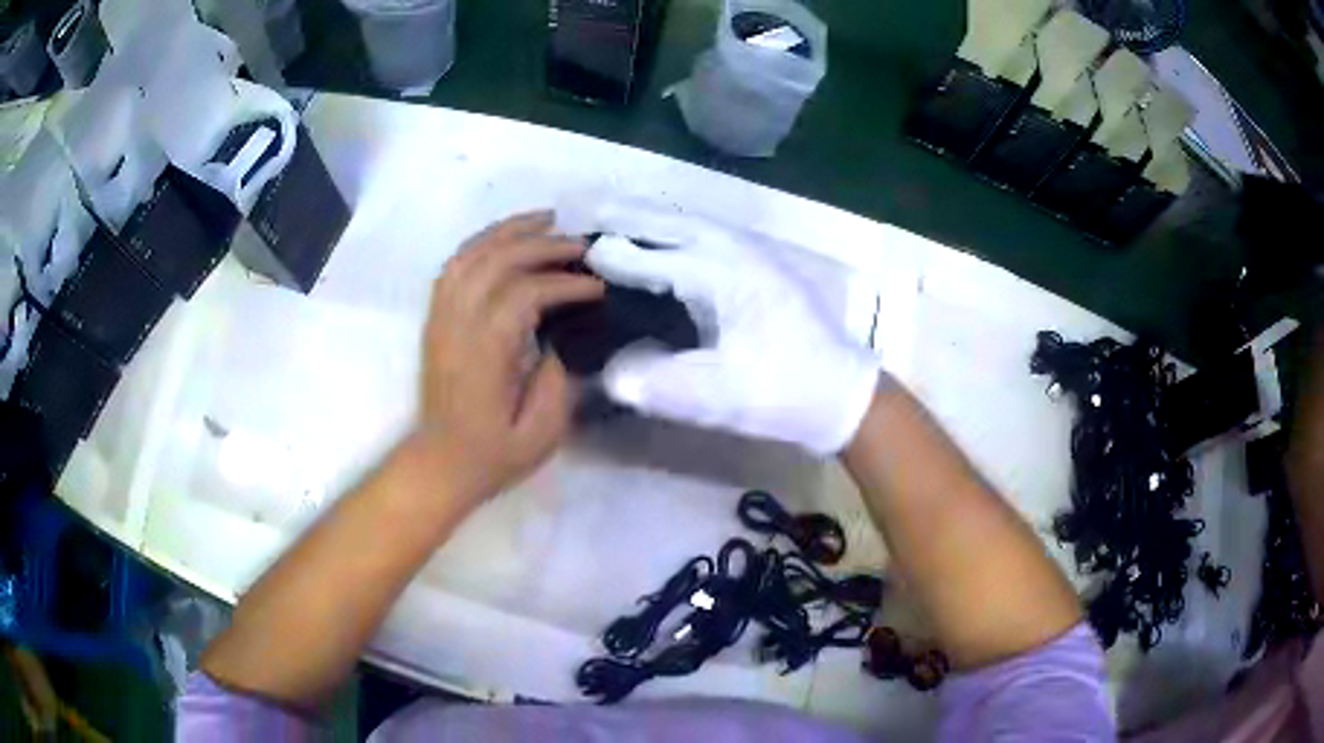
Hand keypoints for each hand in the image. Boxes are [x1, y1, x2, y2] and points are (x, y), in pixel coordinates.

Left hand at [417, 211, 603, 503]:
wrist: (440, 462)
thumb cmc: (493, 454)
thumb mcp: (541, 434)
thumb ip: (559, 379)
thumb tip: (565, 336)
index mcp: (484, 353)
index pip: (524, 294)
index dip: (564, 284)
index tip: (597, 288)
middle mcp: (458, 325)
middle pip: (497, 262)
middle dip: (543, 246)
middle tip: (581, 246)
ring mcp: (441, 317)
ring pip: (471, 254)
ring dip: (509, 230)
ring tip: (546, 219)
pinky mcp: (436, 318)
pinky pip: (454, 265)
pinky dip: (481, 243)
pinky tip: (506, 238)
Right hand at [568, 198, 880, 454]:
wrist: (842, 393)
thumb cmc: (785, 393)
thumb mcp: (721, 397)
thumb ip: (660, 384)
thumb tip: (608, 372)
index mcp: (723, 275)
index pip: (653, 257)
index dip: (610, 256)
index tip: (571, 252)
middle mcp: (735, 251)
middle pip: (670, 223)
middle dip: (626, 216)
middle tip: (583, 211)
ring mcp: (752, 254)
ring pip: (689, 223)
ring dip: (649, 217)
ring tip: (612, 216)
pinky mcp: (759, 265)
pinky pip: (704, 234)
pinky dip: (673, 229)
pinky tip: (661, 240)